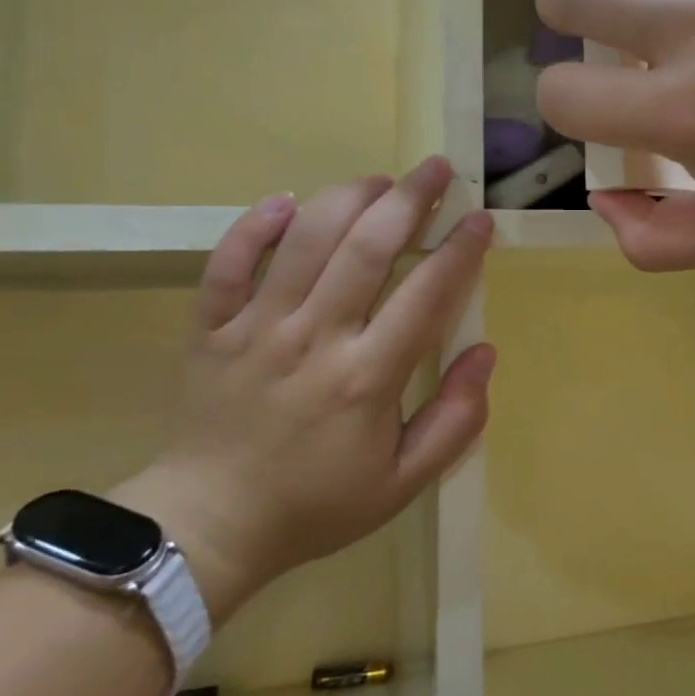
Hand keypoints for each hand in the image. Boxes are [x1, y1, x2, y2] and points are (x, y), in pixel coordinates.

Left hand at [112, 158, 495, 618]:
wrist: (210, 526)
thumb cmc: (317, 504)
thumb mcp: (404, 483)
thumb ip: (455, 420)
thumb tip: (485, 353)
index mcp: (367, 378)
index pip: (426, 293)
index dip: (461, 249)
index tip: (480, 218)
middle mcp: (314, 339)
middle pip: (368, 247)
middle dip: (410, 199)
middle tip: (437, 168)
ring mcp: (257, 328)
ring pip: (305, 239)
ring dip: (347, 197)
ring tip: (378, 181)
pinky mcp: (212, 327)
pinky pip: (229, 261)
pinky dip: (255, 224)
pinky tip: (285, 202)